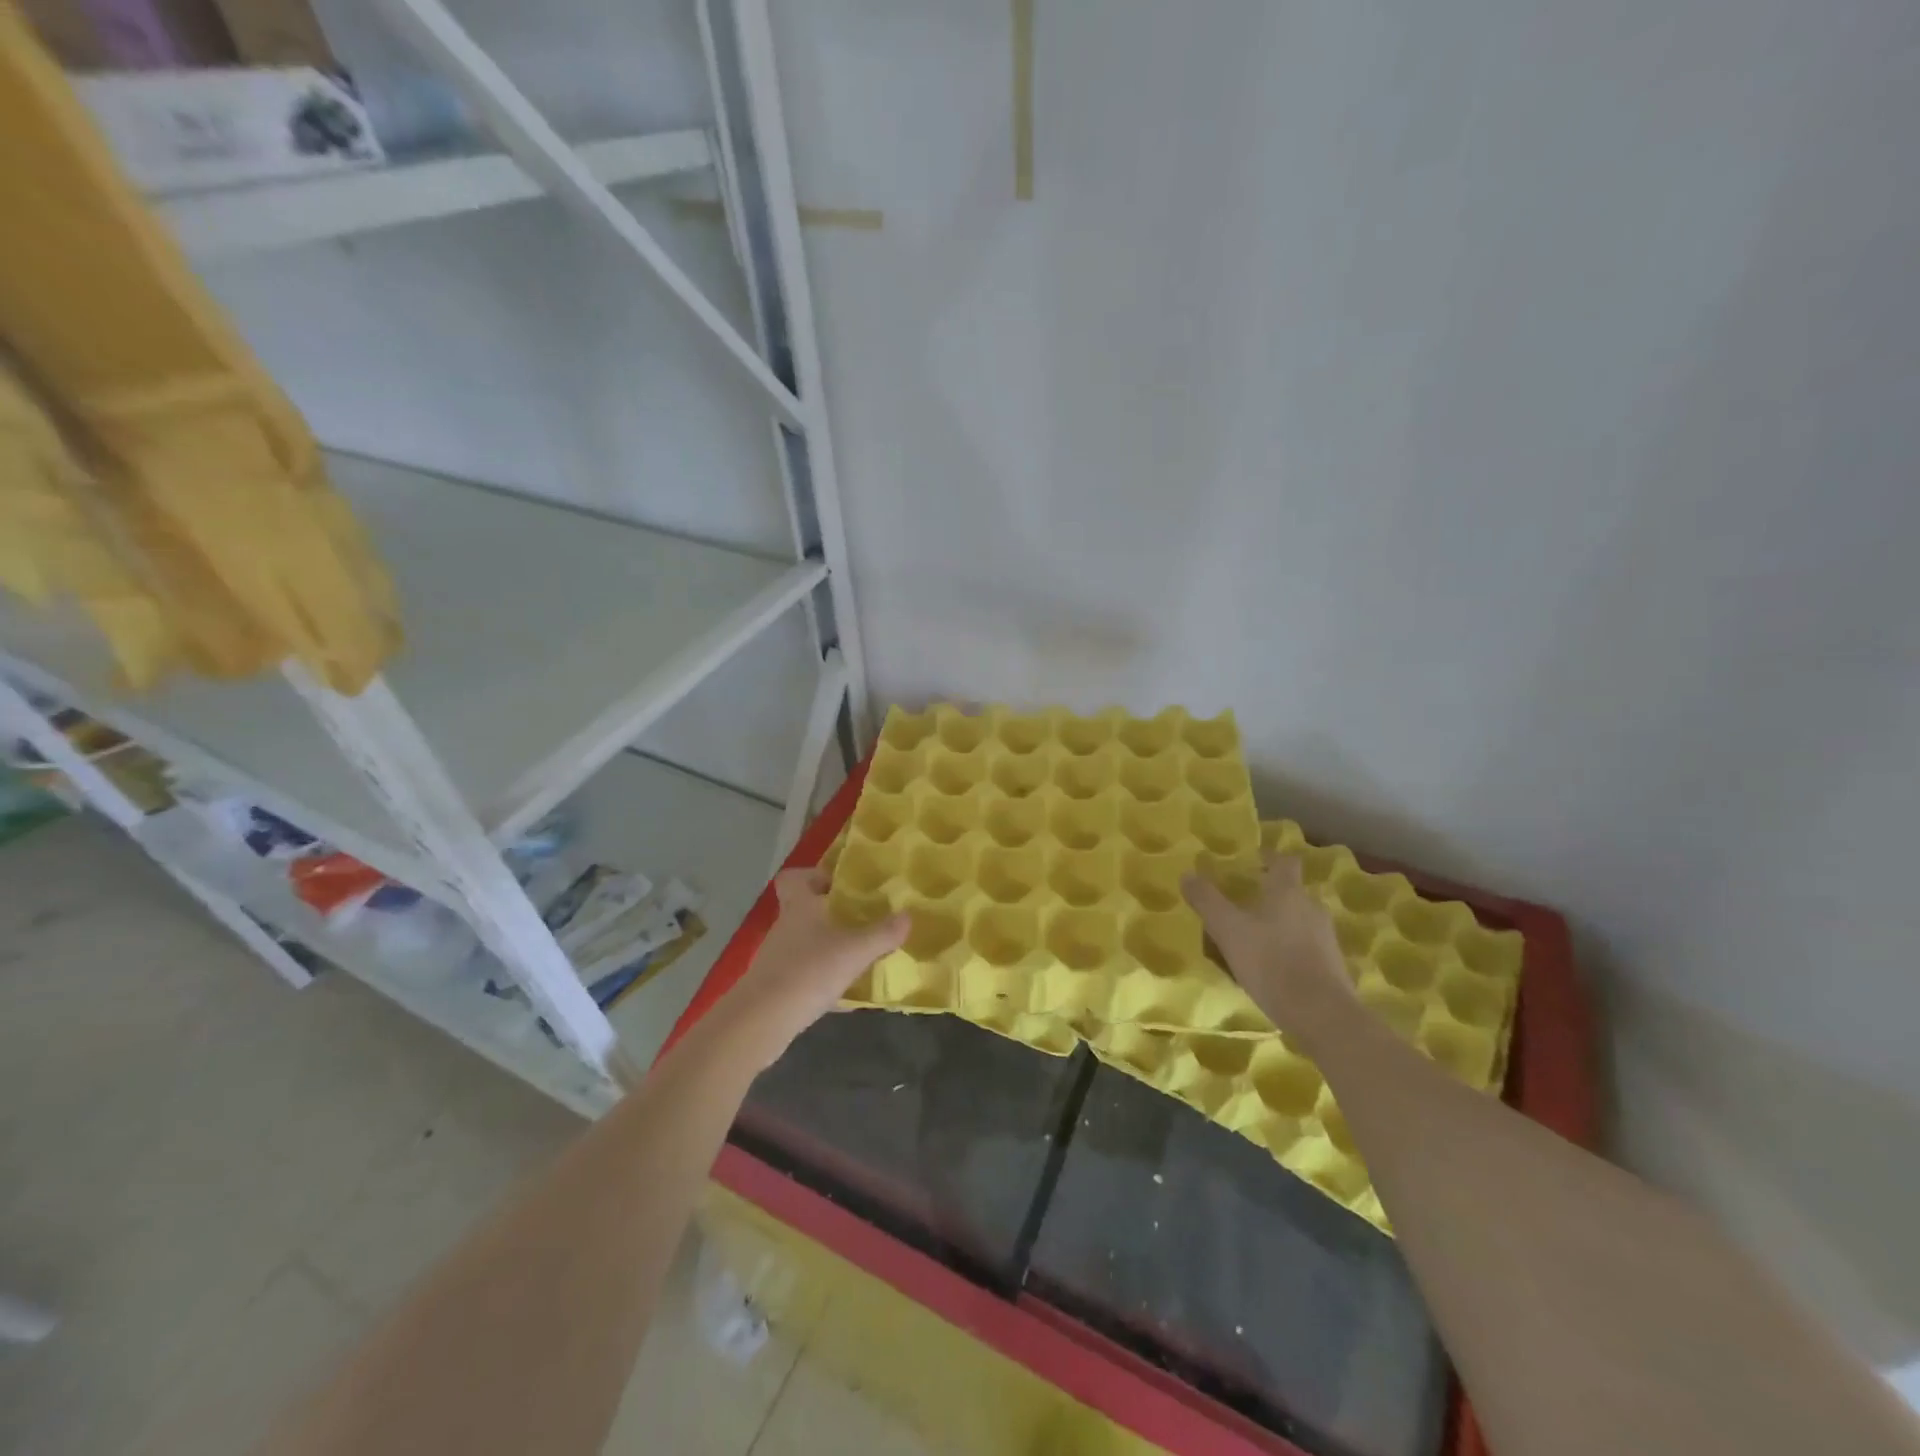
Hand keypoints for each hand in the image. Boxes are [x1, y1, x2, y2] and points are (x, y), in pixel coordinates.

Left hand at [713, 867, 909, 1067]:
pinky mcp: (775, 986)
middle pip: (804, 909)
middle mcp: (785, 926)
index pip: (794, 877)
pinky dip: (821, 977)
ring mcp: (777, 957)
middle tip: (861, 920)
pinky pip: (803, 973)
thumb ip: (882, 934)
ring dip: (828, 946)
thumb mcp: (854, 951)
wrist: (760, 1021)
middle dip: (831, 913)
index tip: (839, 885)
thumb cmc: (808, 971)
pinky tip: (844, 993)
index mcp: (800, 906)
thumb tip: (908, 915)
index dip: (814, 876)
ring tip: (859, 956)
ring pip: (805, 942)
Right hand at [1183, 854, 1354, 1046]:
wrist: (1321, 1014)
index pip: (1284, 861)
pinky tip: (1271, 968)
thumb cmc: (1271, 962)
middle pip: (1291, 892)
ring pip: (1299, 920)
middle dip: (1269, 896)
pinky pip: (1307, 946)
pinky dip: (1290, 949)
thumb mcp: (1228, 930)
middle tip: (1242, 906)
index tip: (1252, 863)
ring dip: (1279, 924)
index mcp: (1288, 891)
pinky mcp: (1332, 965)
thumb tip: (1187, 875)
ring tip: (1253, 941)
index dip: (1269, 858)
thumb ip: (1207, 901)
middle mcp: (1311, 907)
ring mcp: (1326, 937)